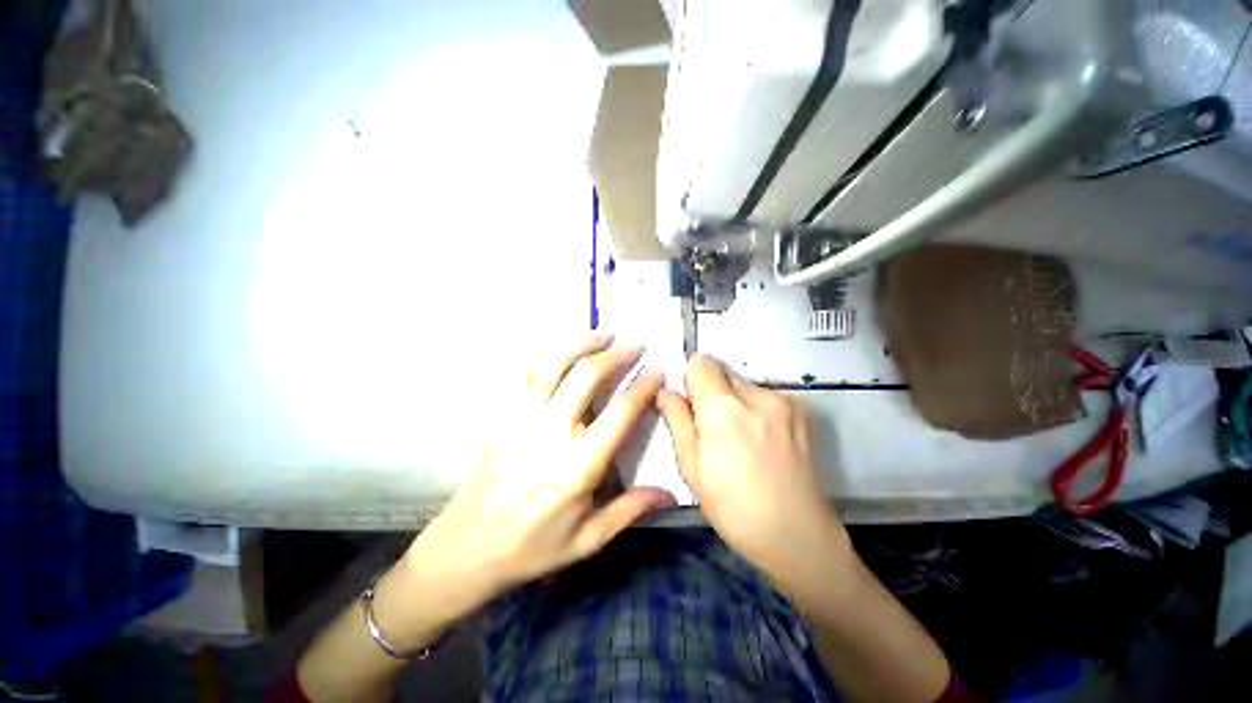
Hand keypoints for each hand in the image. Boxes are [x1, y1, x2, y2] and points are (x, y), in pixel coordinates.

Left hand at [401, 332, 675, 611]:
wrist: (467, 547)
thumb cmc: (533, 545)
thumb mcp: (588, 538)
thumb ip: (631, 509)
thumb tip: (671, 493)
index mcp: (579, 464)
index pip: (620, 411)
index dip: (643, 386)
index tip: (657, 371)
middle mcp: (551, 431)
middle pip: (587, 375)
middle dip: (616, 354)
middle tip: (635, 344)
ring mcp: (521, 417)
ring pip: (554, 363)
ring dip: (581, 343)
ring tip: (603, 332)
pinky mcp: (500, 414)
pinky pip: (522, 372)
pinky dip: (545, 353)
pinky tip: (560, 348)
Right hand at [657, 354, 842, 574]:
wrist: (797, 536)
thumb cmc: (732, 506)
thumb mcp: (691, 467)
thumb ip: (677, 420)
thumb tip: (665, 391)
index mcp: (724, 409)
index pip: (701, 363)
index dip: (691, 380)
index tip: (692, 405)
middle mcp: (757, 396)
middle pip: (724, 372)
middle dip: (713, 392)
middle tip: (714, 430)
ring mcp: (785, 402)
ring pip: (745, 385)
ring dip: (736, 402)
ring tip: (741, 440)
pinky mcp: (802, 413)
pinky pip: (766, 397)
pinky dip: (756, 410)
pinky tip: (762, 443)